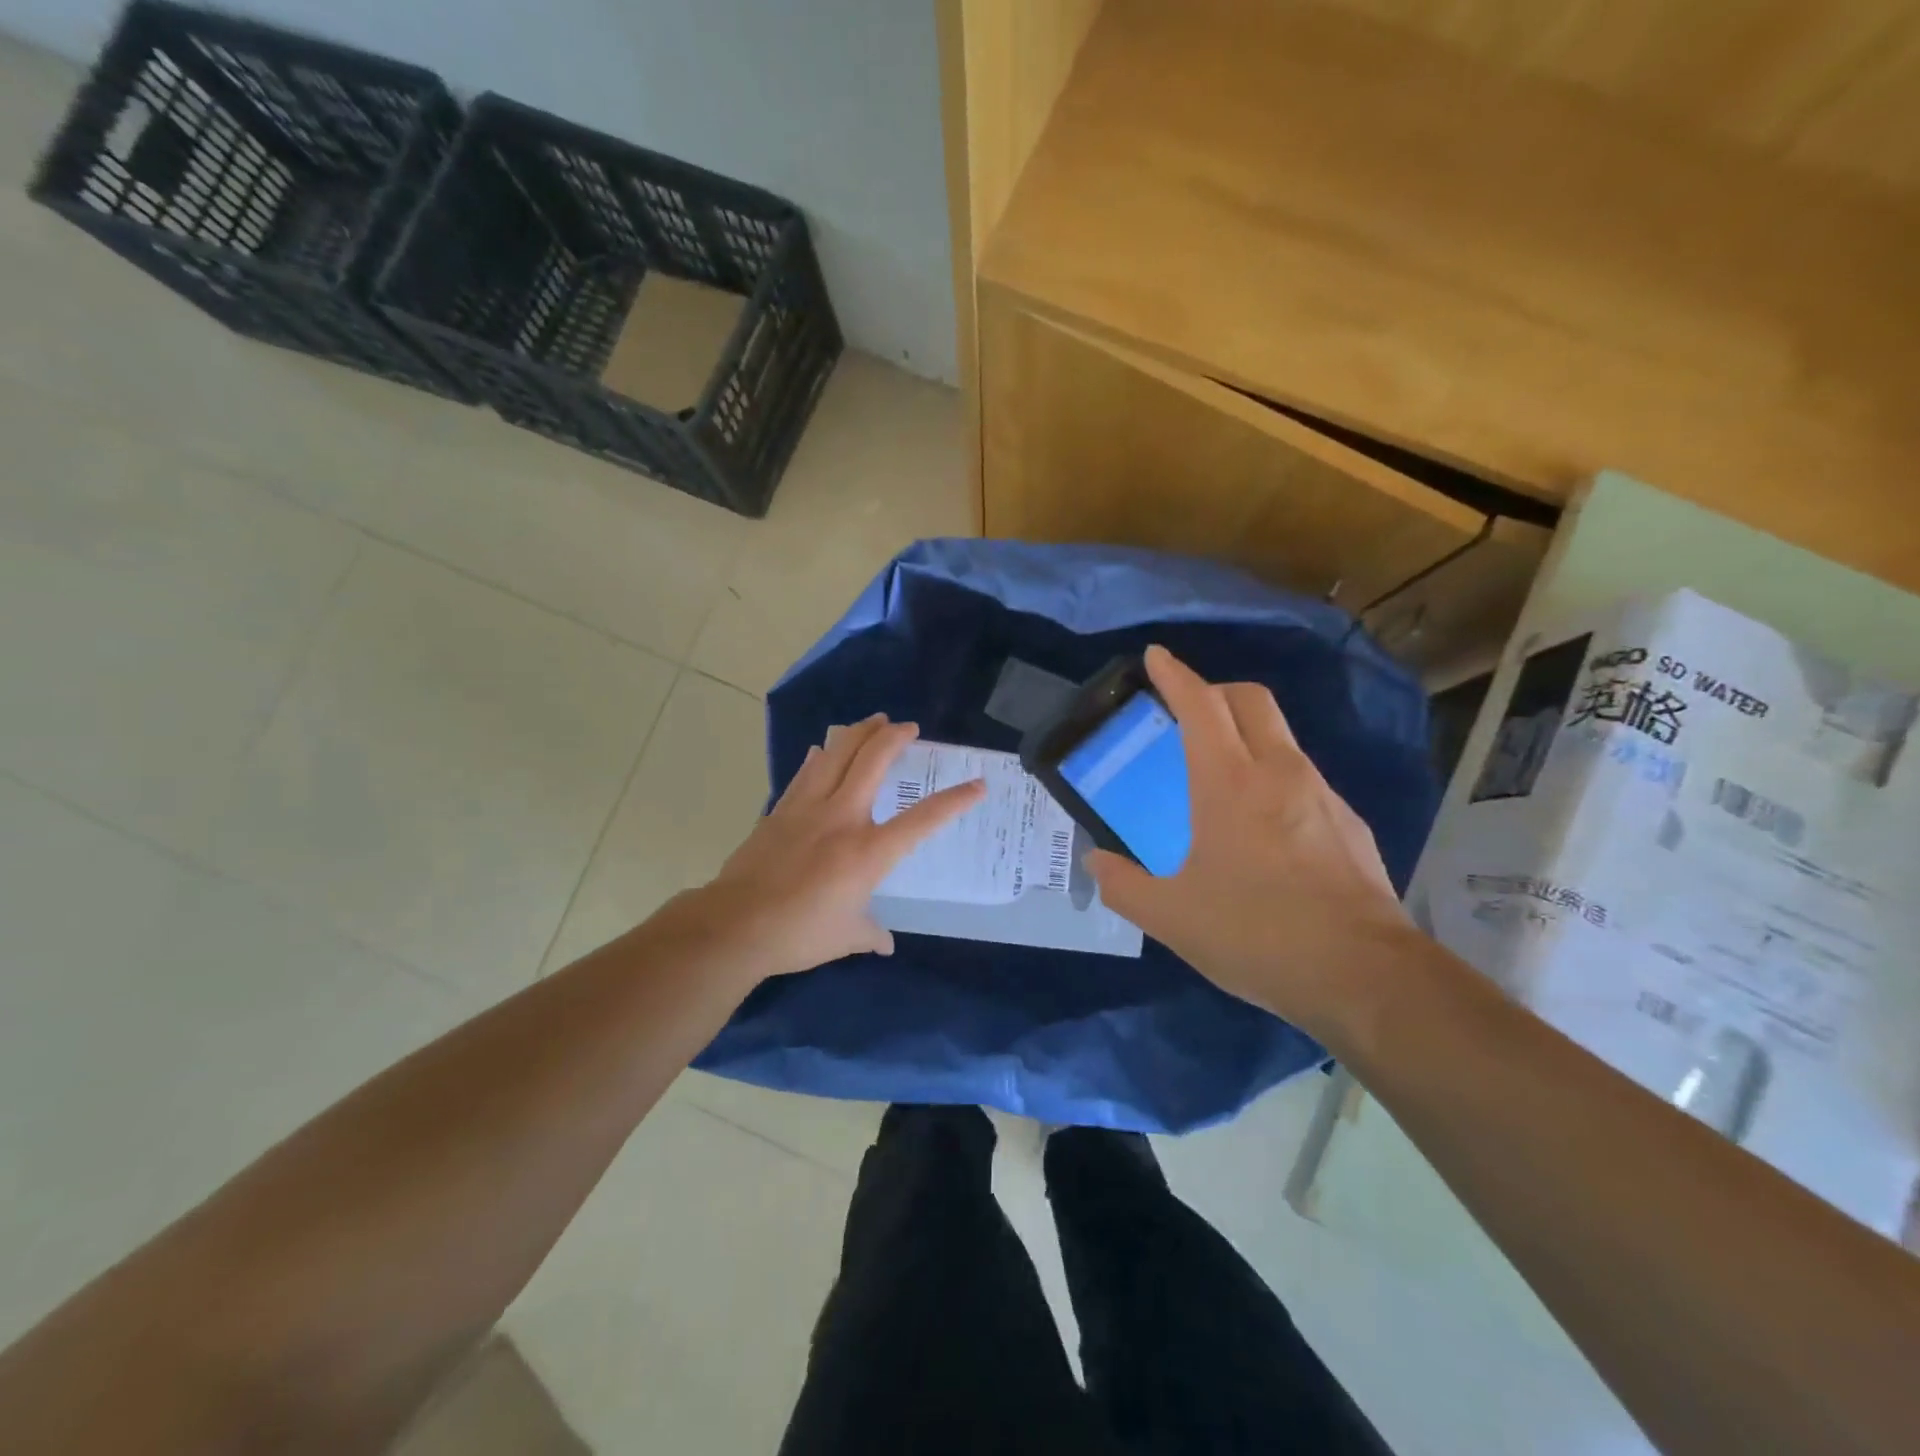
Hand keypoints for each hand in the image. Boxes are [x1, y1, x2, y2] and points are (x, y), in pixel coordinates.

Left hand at [691, 715, 984, 981]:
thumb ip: (871, 935)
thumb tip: (885, 943)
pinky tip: (823, 748)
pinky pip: (805, 773)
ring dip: (858, 733)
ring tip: (873, 721)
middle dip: (894, 737)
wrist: (734, 925)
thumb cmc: (798, 933)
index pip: (922, 819)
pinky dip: (820, 757)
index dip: (954, 800)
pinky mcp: (780, 811)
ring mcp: (807, 809)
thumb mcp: (845, 938)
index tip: (977, 785)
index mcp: (868, 851)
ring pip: (837, 755)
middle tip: (908, 727)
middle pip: (873, 762)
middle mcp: (842, 818)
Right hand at [1085, 647, 1415, 1041]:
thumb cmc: (1256, 934)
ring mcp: (1322, 795)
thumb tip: (1096, 863)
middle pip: (1250, 700)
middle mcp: (1279, 773)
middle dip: (1215, 689)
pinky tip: (1265, 825)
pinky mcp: (1349, 824)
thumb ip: (1123, 885)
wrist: (1364, 976)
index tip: (1156, 656)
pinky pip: (1304, 777)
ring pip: (1281, 736)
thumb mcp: (1171, 917)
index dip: (1175, 675)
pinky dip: (1275, 775)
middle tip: (1186, 709)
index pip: (1200, 705)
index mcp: (1229, 784)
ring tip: (1220, 772)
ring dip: (1247, 732)